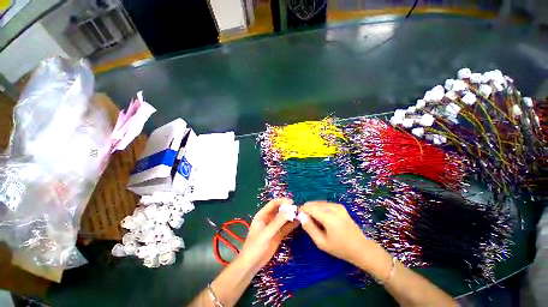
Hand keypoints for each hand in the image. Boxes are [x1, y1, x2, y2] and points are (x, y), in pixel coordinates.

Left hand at [237, 198, 298, 271]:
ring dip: (290, 216)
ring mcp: (274, 227)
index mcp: (262, 215)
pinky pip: (285, 227)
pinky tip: (298, 223)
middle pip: (279, 210)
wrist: (252, 264)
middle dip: (287, 208)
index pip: (273, 204)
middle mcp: (268, 219)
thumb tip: (289, 211)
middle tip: (297, 209)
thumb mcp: (267, 233)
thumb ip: (278, 222)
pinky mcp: (278, 235)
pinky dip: (291, 225)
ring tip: (300, 214)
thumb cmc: (256, 246)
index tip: (292, 202)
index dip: (282, 201)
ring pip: (283, 218)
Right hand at [299, 201, 378, 265]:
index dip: (302, 210)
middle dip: (307, 209)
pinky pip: (325, 204)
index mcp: (329, 217)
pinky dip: (319, 208)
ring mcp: (338, 206)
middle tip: (305, 220)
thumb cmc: (340, 248)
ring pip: (318, 202)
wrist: (361, 248)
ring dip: (313, 208)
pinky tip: (321, 217)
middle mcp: (333, 208)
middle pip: (314, 203)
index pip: (310, 207)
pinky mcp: (340, 206)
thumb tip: (301, 217)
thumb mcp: (322, 243)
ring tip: (314, 220)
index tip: (298, 217)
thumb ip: (309, 228)